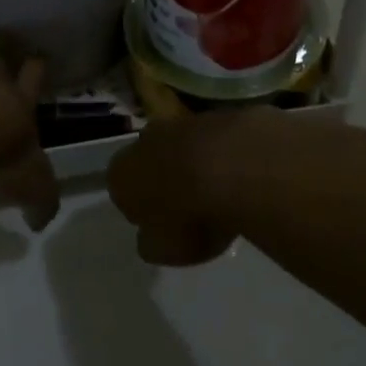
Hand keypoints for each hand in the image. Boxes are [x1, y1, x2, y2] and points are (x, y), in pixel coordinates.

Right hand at [107, 110, 264, 265]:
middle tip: (190, 207)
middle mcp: (145, 140)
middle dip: (166, 179)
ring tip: (222, 192)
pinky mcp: (219, 114)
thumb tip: (152, 236)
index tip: (163, 225)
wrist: (237, 169)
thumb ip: (153, 242)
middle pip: (151, 161)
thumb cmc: (189, 217)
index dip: (142, 210)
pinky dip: (226, 154)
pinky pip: (217, 140)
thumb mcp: (165, 250)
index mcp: (122, 174)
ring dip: (197, 164)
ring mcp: (183, 122)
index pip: (123, 192)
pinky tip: (244, 174)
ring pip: (184, 146)